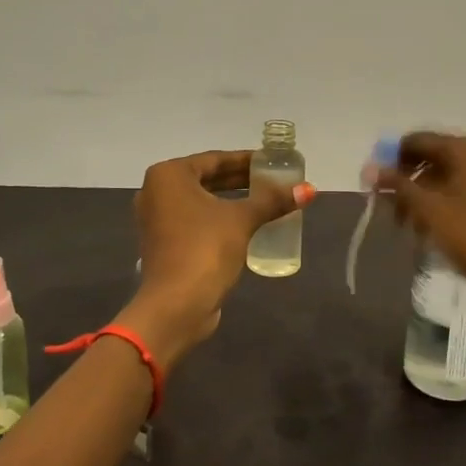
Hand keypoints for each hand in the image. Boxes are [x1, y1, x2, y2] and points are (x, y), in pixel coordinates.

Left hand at [116, 150, 315, 363]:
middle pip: (206, 179)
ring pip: (201, 201)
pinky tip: (245, 224)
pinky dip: (218, 218)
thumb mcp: (242, 220)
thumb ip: (272, 201)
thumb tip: (309, 189)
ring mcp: (157, 220)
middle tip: (272, 181)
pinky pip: (195, 221)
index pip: (215, 159)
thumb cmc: (205, 249)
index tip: (272, 162)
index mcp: (168, 176)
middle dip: (240, 180)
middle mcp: (156, 192)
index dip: (246, 160)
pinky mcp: (164, 244)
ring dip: (230, 200)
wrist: (176, 305)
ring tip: (264, 201)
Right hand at [375, 132, 465, 295]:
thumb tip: (369, 167)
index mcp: (464, 148)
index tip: (373, 185)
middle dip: (404, 182)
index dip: (390, 160)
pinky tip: (427, 229)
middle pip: (428, 157)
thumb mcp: (430, 210)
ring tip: (406, 226)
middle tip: (387, 210)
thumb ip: (398, 186)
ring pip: (441, 176)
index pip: (415, 140)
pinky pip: (456, 189)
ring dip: (419, 197)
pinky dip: (438, 204)